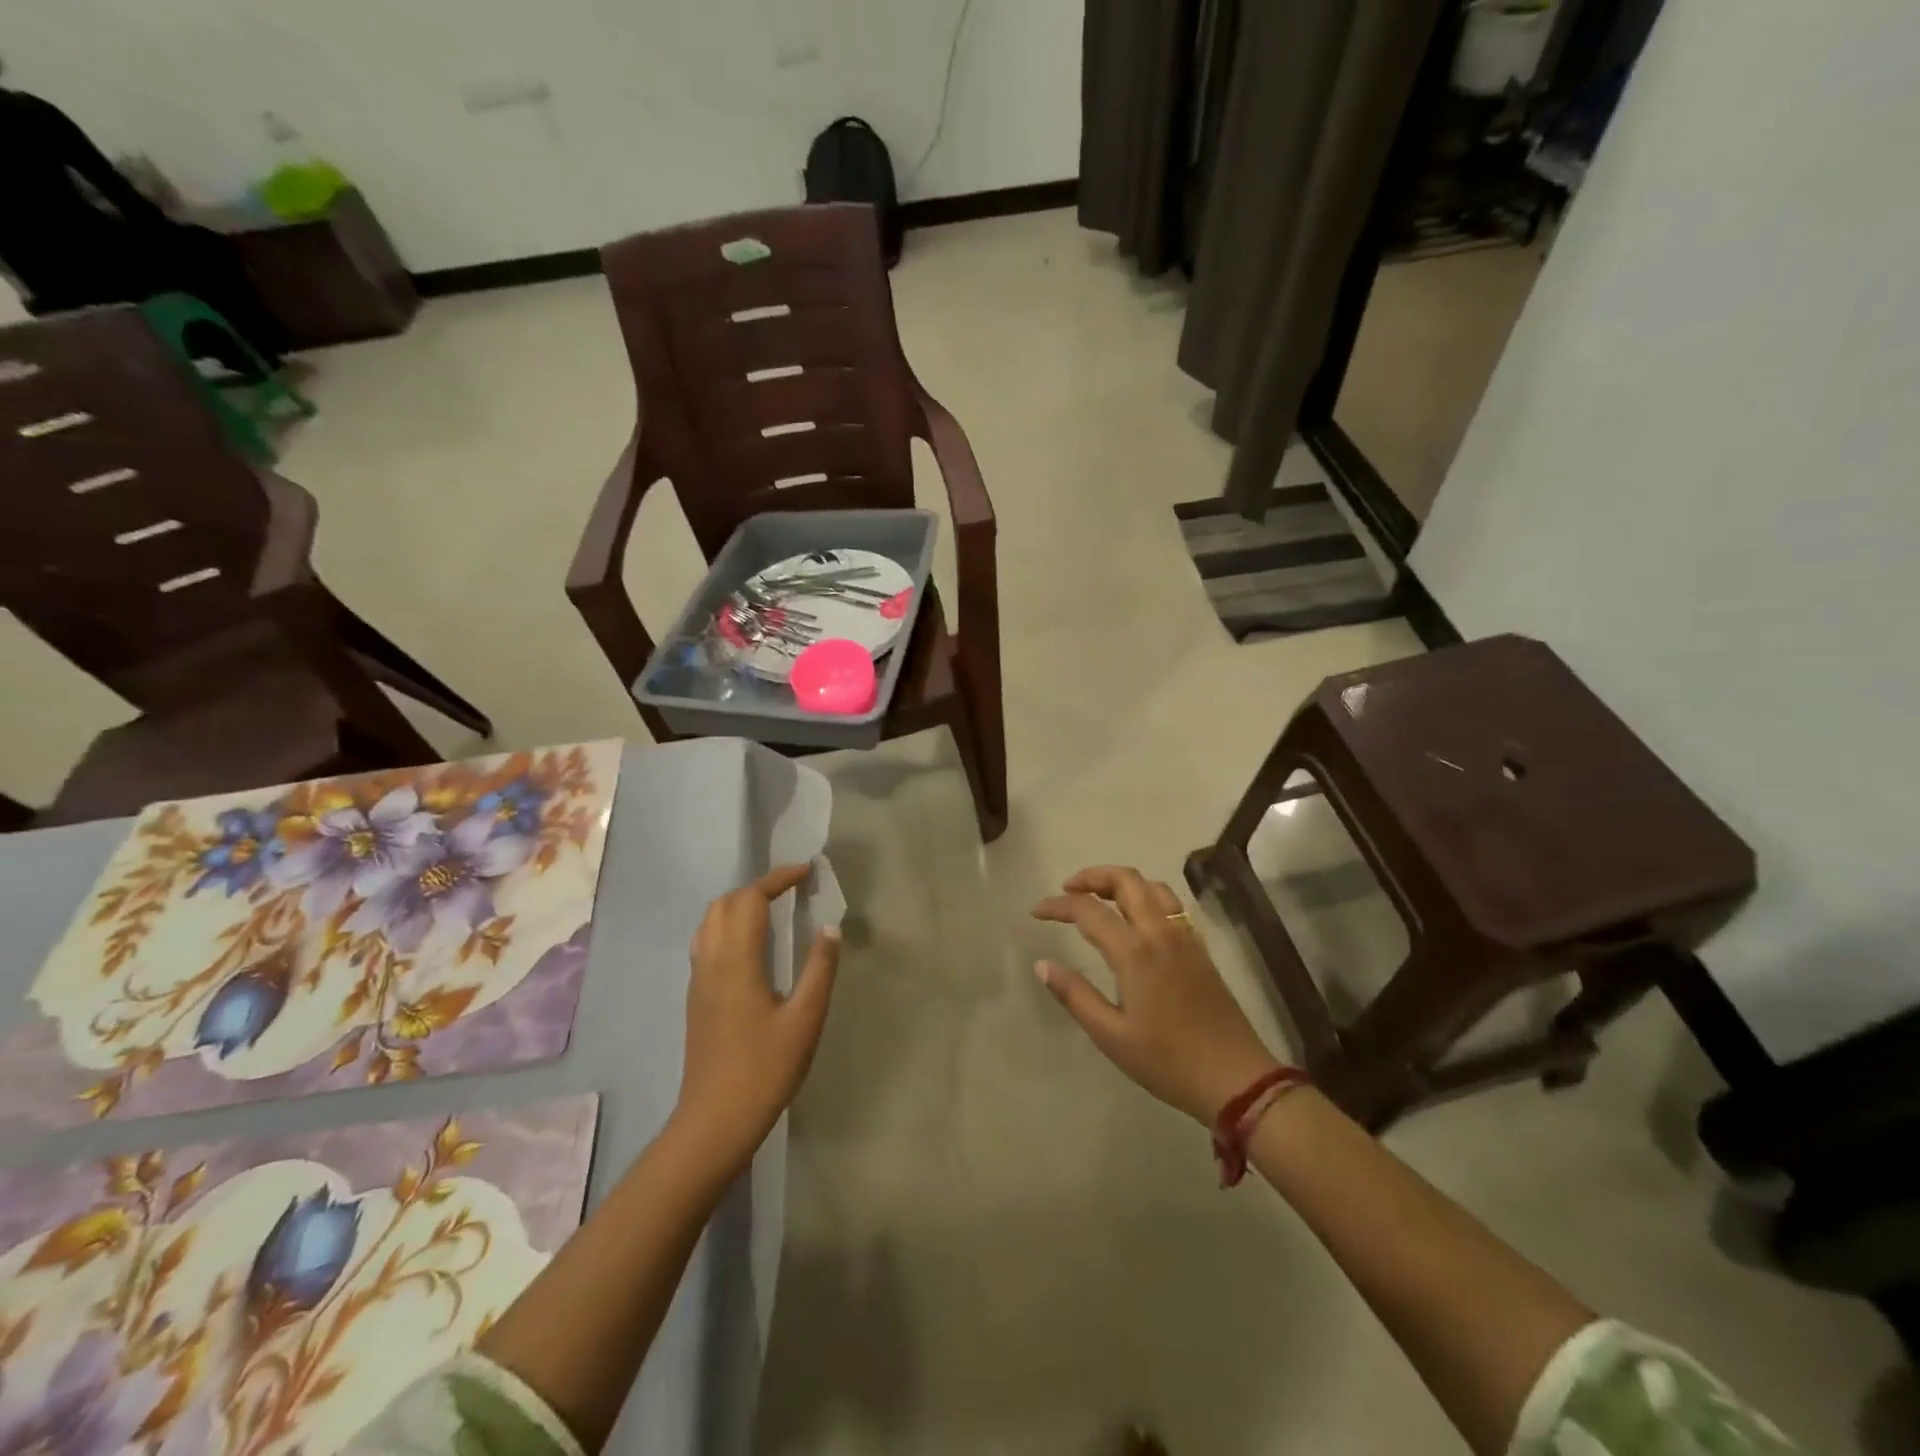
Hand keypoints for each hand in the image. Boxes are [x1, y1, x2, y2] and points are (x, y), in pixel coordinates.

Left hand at [675, 864, 840, 1173]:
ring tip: (773, 909)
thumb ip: (819, 969)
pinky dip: (728, 926)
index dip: (778, 879)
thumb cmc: (765, 1070)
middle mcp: (711, 962)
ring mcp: (699, 980)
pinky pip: (706, 942)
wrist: (714, 1121)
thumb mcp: (805, 1019)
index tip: (806, 871)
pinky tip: (751, 946)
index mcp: (737, 961)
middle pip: (725, 904)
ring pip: (710, 922)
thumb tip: (831, 928)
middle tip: (793, 890)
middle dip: (758, 887)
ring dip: (739, 904)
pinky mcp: (696, 998)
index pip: (750, 900)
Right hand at [1033, 866, 1281, 1124]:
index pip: (1088, 910)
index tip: (1036, 911)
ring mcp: (1185, 937)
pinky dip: (1146, 895)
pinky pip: (1171, 903)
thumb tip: (1042, 964)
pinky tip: (1137, 917)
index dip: (1058, 905)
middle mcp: (1160, 933)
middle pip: (1127, 880)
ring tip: (1100, 897)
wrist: (1236, 1078)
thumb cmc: (1167, 1061)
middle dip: (1093, 876)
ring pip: (1153, 886)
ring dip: (1122, 881)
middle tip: (1068, 889)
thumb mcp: (1111, 1036)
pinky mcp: (1199, 948)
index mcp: (1135, 953)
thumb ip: (1074, 995)